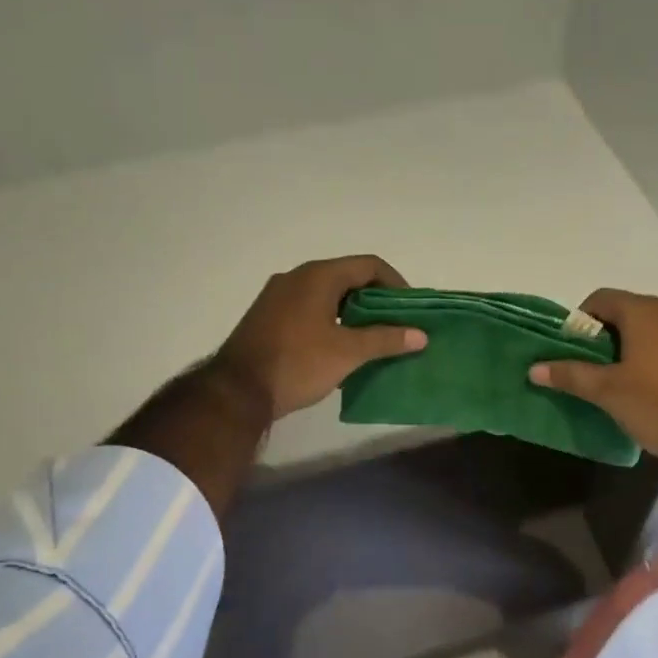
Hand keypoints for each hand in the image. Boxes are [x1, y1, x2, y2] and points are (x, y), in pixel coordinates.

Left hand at [214, 255, 426, 420]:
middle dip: (376, 300)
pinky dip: (330, 320)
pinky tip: (338, 347)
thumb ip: (386, 339)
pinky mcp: (267, 316)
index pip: (369, 265)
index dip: (396, 283)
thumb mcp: (348, 353)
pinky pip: (308, 308)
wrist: (237, 392)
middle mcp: (296, 277)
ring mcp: (277, 296)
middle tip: (395, 325)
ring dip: (352, 312)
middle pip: (348, 277)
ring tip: (371, 338)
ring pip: (327, 294)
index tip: (410, 309)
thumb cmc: (297, 364)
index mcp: (318, 276)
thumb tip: (421, 335)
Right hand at [530, 288, 657, 472]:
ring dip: (634, 346)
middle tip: (594, 368)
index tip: (573, 350)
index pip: (601, 299)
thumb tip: (534, 368)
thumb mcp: (608, 392)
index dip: (580, 321)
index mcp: (646, 311)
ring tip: (622, 380)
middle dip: (607, 335)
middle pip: (628, 311)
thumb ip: (570, 375)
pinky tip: (656, 387)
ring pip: (654, 327)